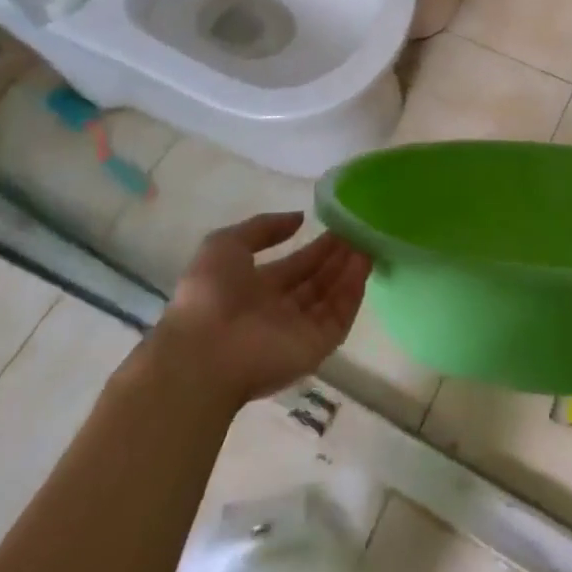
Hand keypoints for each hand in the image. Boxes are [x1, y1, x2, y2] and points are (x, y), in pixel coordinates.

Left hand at [147, 213, 371, 410]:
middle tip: (360, 231)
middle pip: (317, 281)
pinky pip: (339, 316)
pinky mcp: (315, 347)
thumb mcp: (226, 244)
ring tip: (367, 242)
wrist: (204, 353)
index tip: (338, 225)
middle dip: (337, 257)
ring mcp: (298, 330)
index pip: (295, 266)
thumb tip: (299, 218)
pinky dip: (353, 292)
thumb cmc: (209, 295)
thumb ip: (264, 227)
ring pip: (332, 296)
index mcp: (255, 289)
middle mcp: (279, 310)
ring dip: (349, 270)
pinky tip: (362, 264)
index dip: (316, 247)